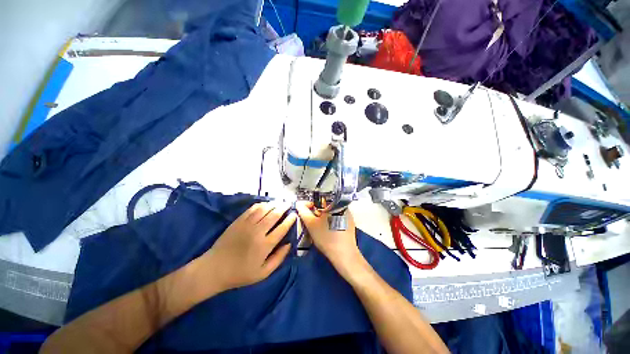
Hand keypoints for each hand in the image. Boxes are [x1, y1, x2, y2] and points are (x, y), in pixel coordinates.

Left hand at [199, 202, 295, 293]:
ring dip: (274, 204)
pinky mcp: (238, 221)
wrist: (214, 269)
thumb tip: (289, 244)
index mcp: (265, 245)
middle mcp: (257, 232)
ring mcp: (247, 225)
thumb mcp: (263, 273)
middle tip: (289, 204)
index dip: (290, 220)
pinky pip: (252, 209)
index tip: (294, 215)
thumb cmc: (240, 273)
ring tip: (280, 202)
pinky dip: (261, 205)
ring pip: (264, 209)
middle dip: (284, 208)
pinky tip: (266, 204)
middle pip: (274, 215)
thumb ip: (278, 258)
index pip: (282, 228)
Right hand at [295, 202, 364, 276]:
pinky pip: (336, 216)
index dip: (309, 204)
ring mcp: (348, 214)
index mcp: (334, 203)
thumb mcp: (311, 224)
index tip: (304, 211)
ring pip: (330, 211)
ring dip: (322, 215)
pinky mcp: (350, 222)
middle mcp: (343, 206)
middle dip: (315, 211)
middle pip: (325, 204)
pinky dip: (330, 220)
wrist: (344, 254)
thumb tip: (298, 204)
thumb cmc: (327, 238)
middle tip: (310, 220)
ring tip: (317, 225)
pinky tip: (327, 229)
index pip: (319, 198)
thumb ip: (303, 212)